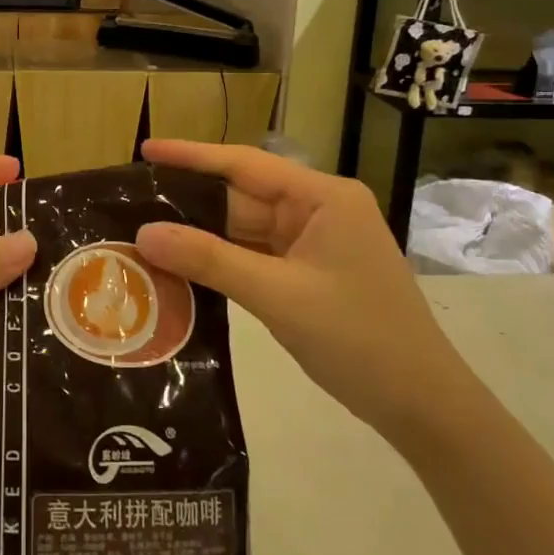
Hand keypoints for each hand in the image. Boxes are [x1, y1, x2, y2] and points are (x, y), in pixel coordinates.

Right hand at [133, 141, 467, 439]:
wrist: (422, 405)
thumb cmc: (358, 338)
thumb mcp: (278, 295)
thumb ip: (209, 260)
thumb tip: (143, 233)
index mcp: (322, 197)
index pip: (245, 164)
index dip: (191, 156)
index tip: (145, 150)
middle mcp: (318, 210)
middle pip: (242, 197)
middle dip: (190, 202)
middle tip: (131, 202)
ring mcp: (314, 243)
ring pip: (245, 229)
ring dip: (202, 236)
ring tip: (143, 233)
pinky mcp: (309, 273)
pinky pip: (255, 256)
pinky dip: (221, 261)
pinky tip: (181, 265)